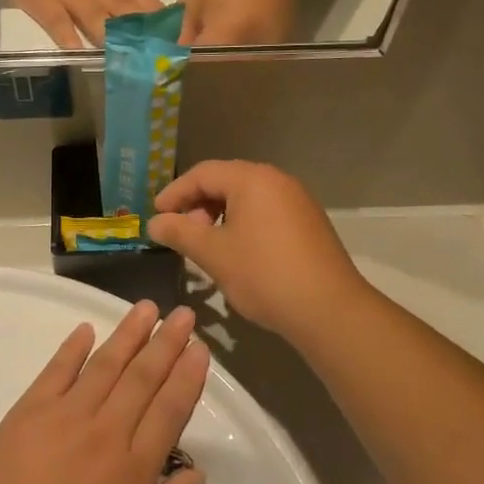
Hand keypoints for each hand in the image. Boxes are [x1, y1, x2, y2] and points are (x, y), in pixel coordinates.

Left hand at [0, 302, 207, 483]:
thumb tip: (198, 468)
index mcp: (134, 467)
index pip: (169, 410)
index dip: (187, 377)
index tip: (200, 349)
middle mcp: (106, 432)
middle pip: (142, 379)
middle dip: (166, 343)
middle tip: (183, 314)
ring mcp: (66, 415)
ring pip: (105, 365)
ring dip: (129, 334)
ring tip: (148, 308)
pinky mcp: (31, 409)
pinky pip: (57, 370)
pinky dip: (73, 348)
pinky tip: (87, 327)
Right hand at [146, 161, 366, 339]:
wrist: (328, 309)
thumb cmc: (264, 275)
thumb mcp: (213, 253)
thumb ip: (180, 232)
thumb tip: (154, 222)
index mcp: (252, 179)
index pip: (202, 174)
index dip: (174, 193)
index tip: (156, 216)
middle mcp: (277, 180)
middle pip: (226, 180)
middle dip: (197, 203)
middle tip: (182, 232)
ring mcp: (297, 200)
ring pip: (247, 197)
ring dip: (220, 215)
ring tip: (207, 245)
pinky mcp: (309, 222)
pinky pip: (266, 211)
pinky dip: (243, 223)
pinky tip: (237, 251)